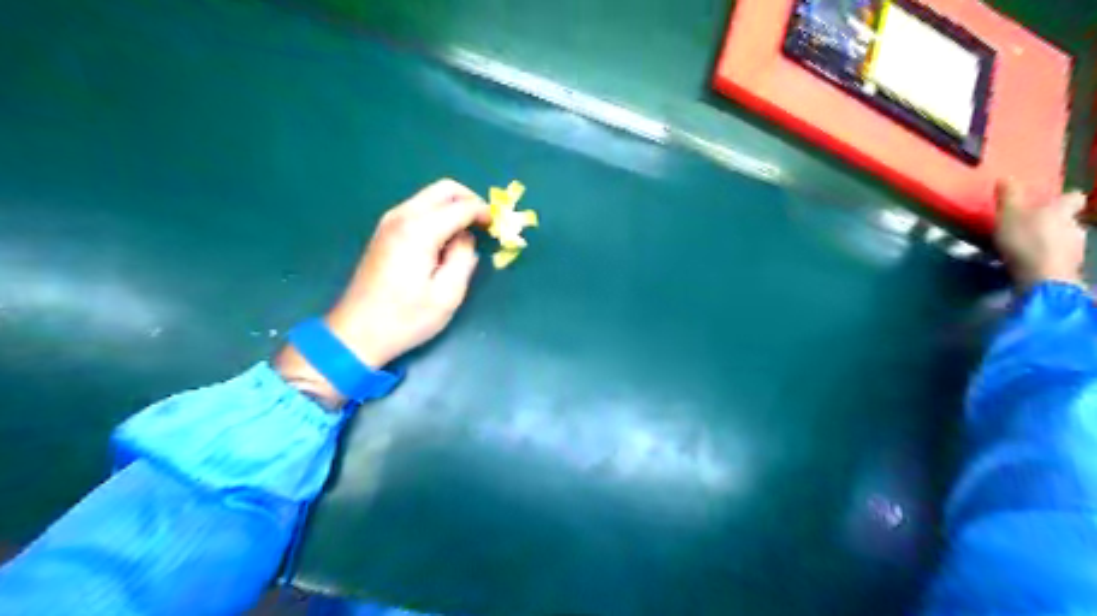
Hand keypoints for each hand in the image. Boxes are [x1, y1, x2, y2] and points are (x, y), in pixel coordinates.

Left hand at [278, 179, 488, 409]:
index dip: (484, 213)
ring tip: (468, 234)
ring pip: (430, 196)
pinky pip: (419, 209)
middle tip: (485, 224)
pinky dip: (439, 215)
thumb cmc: (405, 318)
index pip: (461, 206)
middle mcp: (402, 216)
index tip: (498, 227)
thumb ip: (464, 259)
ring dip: (454, 207)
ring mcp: (389, 222)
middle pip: (444, 189)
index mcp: (419, 231)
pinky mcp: (385, 232)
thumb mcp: (447, 295)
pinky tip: (446, 240)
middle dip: (470, 200)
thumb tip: (467, 239)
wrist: (357, 332)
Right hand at [997, 181, 1086, 289]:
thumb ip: (1009, 196)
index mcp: (1062, 210)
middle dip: (1054, 223)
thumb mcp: (1010, 214)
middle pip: (1069, 220)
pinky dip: (1047, 259)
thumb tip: (1006, 177)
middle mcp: (1075, 225)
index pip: (1073, 198)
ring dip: (1050, 243)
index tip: (1051, 202)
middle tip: (1030, 229)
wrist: (1043, 276)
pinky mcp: (1069, 268)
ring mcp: (1076, 248)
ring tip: (1027, 250)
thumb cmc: (1026, 240)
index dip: (1064, 199)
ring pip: (1065, 240)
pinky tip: (1032, 264)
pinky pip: (1059, 258)